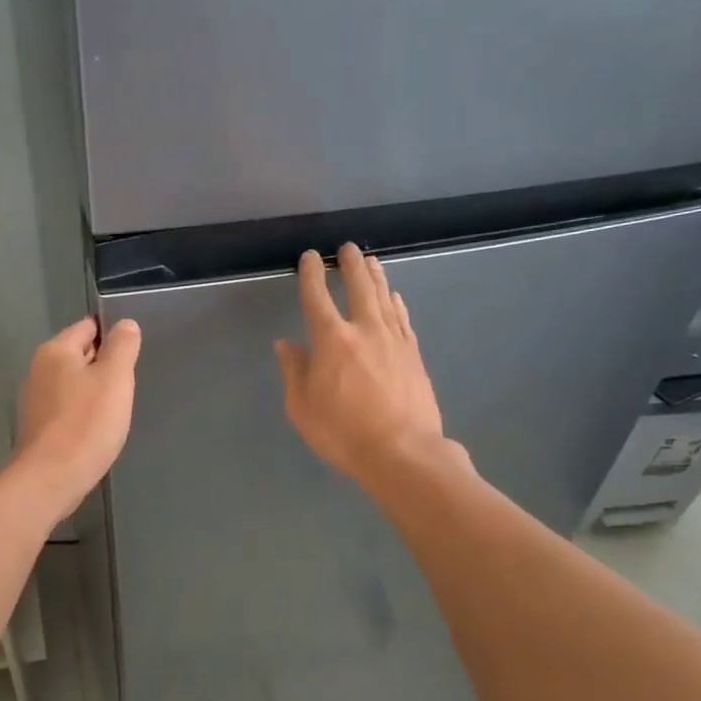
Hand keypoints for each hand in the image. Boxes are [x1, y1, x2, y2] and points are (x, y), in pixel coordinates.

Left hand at [15, 315, 141, 516]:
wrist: (51, 479)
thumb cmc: (87, 423)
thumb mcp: (115, 378)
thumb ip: (122, 346)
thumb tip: (125, 324)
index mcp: (55, 351)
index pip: (88, 327)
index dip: (113, 336)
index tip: (132, 355)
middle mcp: (39, 370)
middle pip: (79, 355)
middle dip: (104, 366)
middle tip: (128, 385)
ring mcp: (34, 400)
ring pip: (73, 384)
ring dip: (94, 392)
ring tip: (115, 410)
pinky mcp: (37, 427)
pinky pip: (66, 409)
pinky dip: (82, 414)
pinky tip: (96, 430)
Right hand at [275, 244, 451, 487]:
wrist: (403, 453)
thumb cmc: (343, 433)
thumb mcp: (302, 408)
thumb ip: (294, 372)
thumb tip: (286, 344)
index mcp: (331, 340)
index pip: (317, 298)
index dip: (311, 275)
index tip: (310, 257)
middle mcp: (364, 330)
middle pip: (358, 287)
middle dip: (350, 265)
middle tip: (347, 248)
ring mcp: (394, 340)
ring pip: (384, 298)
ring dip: (375, 277)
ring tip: (370, 261)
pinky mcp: (413, 355)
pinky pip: (403, 320)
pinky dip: (396, 304)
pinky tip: (395, 298)